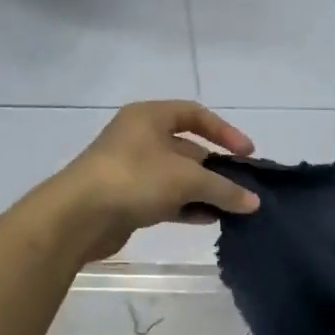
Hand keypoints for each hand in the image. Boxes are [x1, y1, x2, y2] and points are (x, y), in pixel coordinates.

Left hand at [47, 101, 259, 263]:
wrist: (80, 216)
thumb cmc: (135, 179)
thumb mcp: (188, 179)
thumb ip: (225, 189)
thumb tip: (254, 202)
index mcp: (149, 117)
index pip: (195, 114)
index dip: (224, 131)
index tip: (247, 154)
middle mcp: (140, 138)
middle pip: (188, 149)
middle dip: (216, 168)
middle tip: (242, 187)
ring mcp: (133, 169)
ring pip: (178, 177)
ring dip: (205, 191)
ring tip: (231, 208)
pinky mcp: (129, 198)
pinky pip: (167, 198)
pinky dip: (188, 207)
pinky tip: (209, 219)